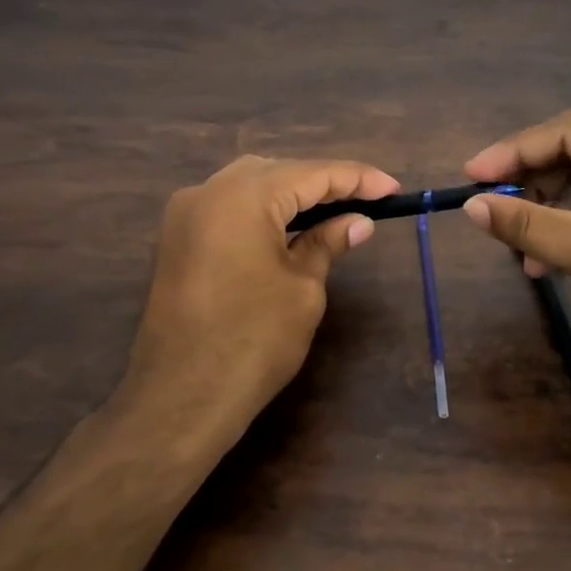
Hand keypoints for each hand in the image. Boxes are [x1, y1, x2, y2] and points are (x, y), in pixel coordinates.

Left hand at [125, 155, 398, 432]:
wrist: (181, 399)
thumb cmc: (253, 342)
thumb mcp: (302, 289)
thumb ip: (327, 243)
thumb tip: (358, 221)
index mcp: (243, 197)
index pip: (312, 174)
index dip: (357, 179)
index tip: (393, 188)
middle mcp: (208, 191)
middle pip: (278, 171)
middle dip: (324, 182)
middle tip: (368, 199)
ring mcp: (185, 214)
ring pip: (250, 184)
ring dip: (292, 193)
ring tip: (336, 208)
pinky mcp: (177, 238)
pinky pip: (228, 206)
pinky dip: (263, 209)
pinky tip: (290, 224)